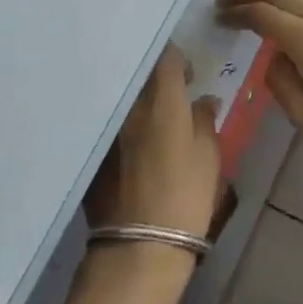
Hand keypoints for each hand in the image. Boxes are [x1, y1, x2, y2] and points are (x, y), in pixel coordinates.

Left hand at [85, 46, 222, 238]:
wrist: (140, 245)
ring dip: (137, 101)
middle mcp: (129, 105)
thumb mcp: (209, 156)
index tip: (189, 77)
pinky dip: (122, 123)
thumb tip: (204, 100)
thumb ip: (205, 119)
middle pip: (140, 74)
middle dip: (155, 77)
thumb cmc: (185, 196)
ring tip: (152, 117)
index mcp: (162, 100)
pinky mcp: (94, 150)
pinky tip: (133, 141)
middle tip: (171, 94)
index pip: (167, 57)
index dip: (179, 60)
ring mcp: (108, 127)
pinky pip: (109, 122)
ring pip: (123, 98)